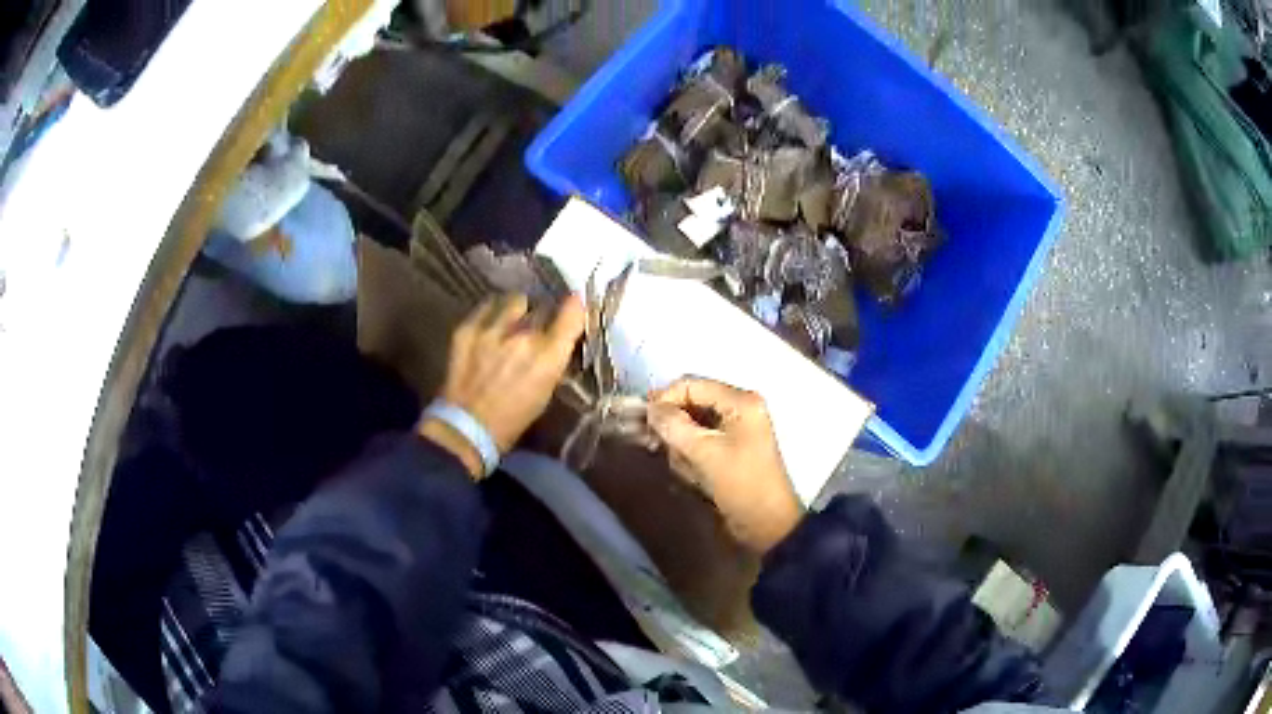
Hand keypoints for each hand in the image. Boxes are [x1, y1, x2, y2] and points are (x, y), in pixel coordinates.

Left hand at [419, 294, 584, 477]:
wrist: (467, 428)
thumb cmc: (513, 419)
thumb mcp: (546, 391)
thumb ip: (554, 359)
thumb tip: (558, 338)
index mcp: (549, 357)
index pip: (573, 311)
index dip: (576, 305)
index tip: (575, 304)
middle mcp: (524, 336)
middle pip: (543, 307)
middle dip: (544, 315)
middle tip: (538, 325)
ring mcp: (493, 329)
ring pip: (516, 300)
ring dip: (518, 309)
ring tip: (512, 319)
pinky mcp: (468, 328)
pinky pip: (487, 307)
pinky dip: (493, 312)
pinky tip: (491, 324)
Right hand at [647, 377, 802, 553]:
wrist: (767, 524)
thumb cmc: (740, 484)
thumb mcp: (704, 453)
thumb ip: (673, 425)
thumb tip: (649, 409)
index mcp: (740, 401)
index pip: (690, 385)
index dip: (664, 399)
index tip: (644, 423)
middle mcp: (738, 408)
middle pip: (690, 404)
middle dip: (674, 428)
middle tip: (660, 449)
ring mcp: (734, 430)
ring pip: (690, 427)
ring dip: (682, 449)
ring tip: (689, 471)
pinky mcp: (728, 450)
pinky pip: (698, 444)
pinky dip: (691, 458)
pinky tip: (694, 477)